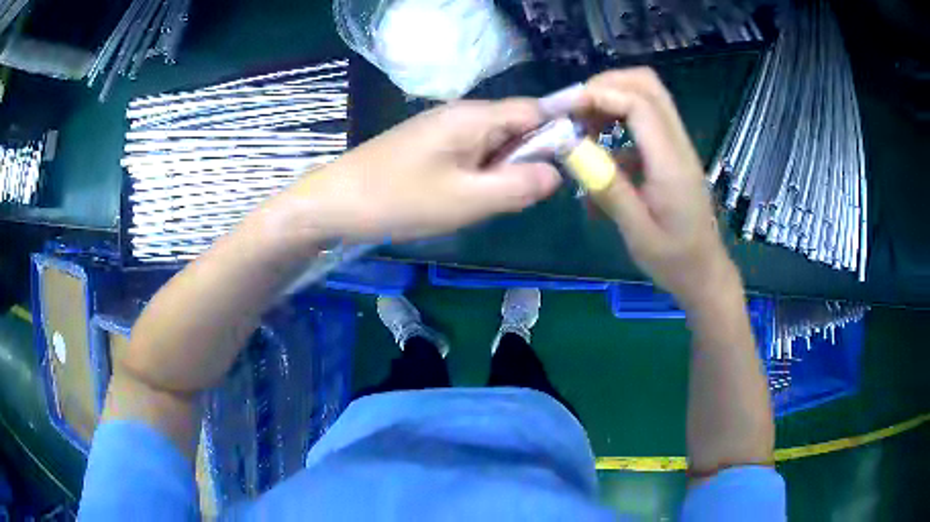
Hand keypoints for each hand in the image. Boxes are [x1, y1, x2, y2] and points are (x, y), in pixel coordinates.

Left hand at [274, 99, 560, 243]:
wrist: (336, 201)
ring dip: (501, 171)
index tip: (570, 166)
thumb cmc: (400, 200)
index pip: (536, 110)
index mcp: (475, 117)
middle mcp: (463, 113)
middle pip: (516, 126)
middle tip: (517, 197)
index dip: (560, 133)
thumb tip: (556, 173)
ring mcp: (443, 128)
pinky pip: (471, 153)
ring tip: (486, 202)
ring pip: (494, 143)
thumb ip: (518, 185)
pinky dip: (480, 174)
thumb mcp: (467, 200)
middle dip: (527, 160)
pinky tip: (463, 197)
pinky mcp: (430, 144)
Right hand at [573, 68, 737, 309]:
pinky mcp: (670, 154)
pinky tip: (599, 154)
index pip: (639, 103)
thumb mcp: (637, 232)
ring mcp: (677, 147)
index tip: (563, 109)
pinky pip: (643, 121)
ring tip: (581, 126)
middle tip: (573, 109)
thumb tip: (570, 146)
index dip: (598, 94)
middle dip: (605, 86)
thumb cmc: (674, 260)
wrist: (705, 274)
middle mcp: (678, 144)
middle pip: (647, 85)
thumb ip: (607, 186)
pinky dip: (616, 122)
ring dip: (610, 100)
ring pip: (646, 97)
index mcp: (671, 163)